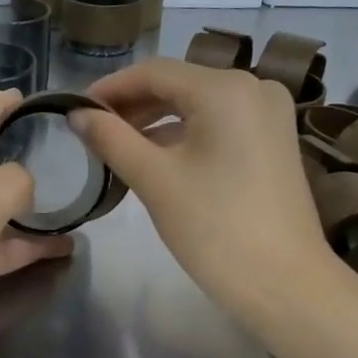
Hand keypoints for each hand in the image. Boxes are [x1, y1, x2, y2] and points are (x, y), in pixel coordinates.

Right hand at [74, 59, 333, 316]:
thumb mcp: (155, 179)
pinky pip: (219, 123)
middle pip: (178, 84)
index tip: (74, 109)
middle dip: (132, 105)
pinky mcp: (274, 140)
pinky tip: (157, 156)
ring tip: (117, 145)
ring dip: (156, 120)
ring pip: (198, 104)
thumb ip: (111, 138)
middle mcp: (254, 88)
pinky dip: (185, 134)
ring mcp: (269, 114)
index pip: (154, 72)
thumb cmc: (214, 228)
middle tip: (91, 131)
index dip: (110, 88)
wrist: (284, 285)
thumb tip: (76, 114)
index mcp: (226, 89)